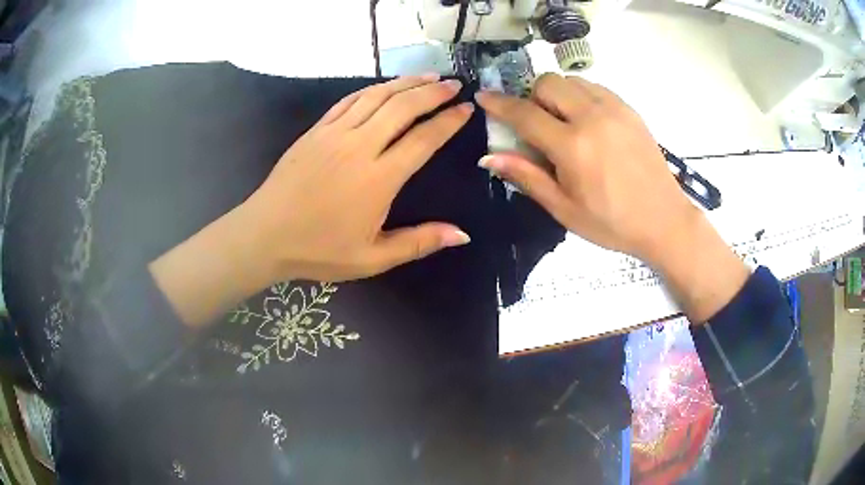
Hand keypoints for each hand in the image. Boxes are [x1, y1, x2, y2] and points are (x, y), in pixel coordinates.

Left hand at [245, 75, 472, 282]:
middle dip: (433, 93)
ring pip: (376, 97)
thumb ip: (418, 243)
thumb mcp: (372, 259)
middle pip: (403, 107)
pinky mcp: (316, 130)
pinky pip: (348, 100)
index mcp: (378, 179)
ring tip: (428, 76)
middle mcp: (359, 147)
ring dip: (405, 83)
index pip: (423, 139)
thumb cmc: (319, 250)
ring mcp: (334, 134)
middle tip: (454, 84)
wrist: (265, 235)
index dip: (448, 121)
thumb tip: (463, 234)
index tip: (466, 108)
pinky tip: (384, 86)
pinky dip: (371, 90)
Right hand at [476, 73, 748, 321]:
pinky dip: (581, 96)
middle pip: (548, 83)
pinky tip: (588, 122)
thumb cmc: (612, 223)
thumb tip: (489, 157)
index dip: (499, 104)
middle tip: (539, 124)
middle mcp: (592, 117)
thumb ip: (527, 177)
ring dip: (558, 95)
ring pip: (572, 81)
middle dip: (533, 97)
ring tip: (565, 123)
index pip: (525, 114)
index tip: (483, 97)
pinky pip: (594, 88)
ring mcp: (615, 109)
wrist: (664, 219)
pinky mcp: (629, 110)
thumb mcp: (565, 209)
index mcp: (573, 147)